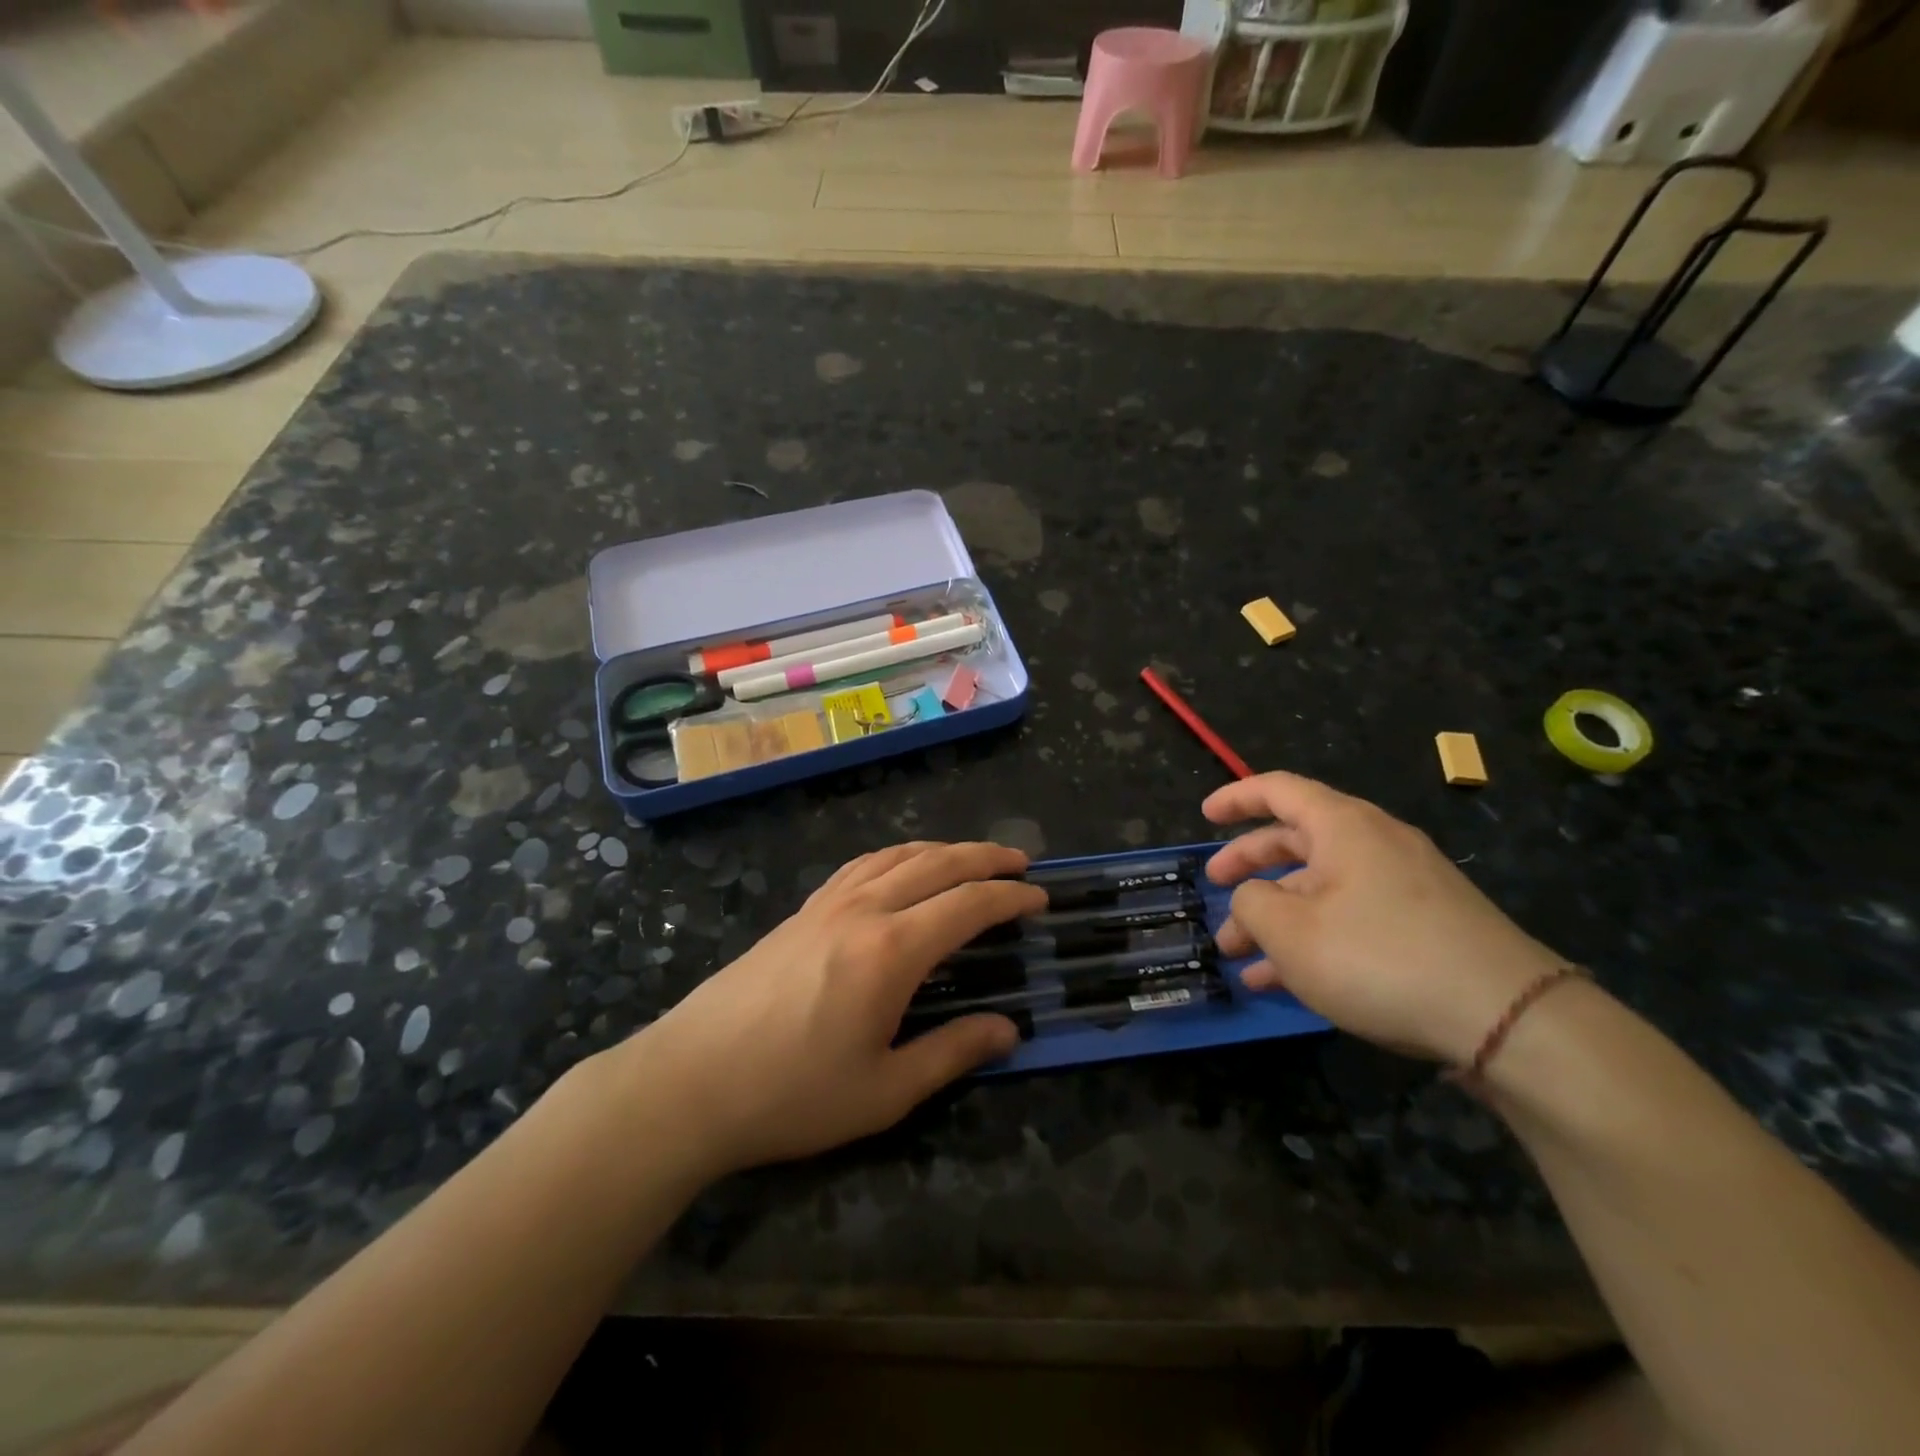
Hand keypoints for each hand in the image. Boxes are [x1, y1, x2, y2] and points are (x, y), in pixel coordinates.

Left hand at [620, 842, 1044, 1176]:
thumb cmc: (792, 1095)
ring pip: (896, 856)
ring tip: (969, 858)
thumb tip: (1008, 1031)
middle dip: (984, 857)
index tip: (1039, 898)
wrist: (690, 1082)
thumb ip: (951, 1053)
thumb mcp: (884, 1092)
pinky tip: (898, 868)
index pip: (967, 904)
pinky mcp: (800, 912)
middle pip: (936, 863)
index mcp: (891, 950)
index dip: (1009, 897)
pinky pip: (860, 866)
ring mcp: (826, 905)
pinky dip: (895, 856)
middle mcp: (863, 911)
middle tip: (1019, 862)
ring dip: (941, 849)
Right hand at [1203, 772, 1563, 1064]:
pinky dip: (1312, 939)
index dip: (1236, 798)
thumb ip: (1252, 904)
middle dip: (1249, 867)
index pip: (1278, 790)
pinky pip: (1351, 918)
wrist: (1507, 1018)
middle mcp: (1375, 844)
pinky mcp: (1425, 928)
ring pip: (1321, 888)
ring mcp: (1405, 887)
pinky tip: (1283, 982)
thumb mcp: (1290, 931)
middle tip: (1215, 891)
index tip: (1204, 815)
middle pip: (1296, 841)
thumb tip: (1252, 898)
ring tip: (1238, 956)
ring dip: (1275, 916)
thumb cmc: (1379, 956)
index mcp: (1343, 826)